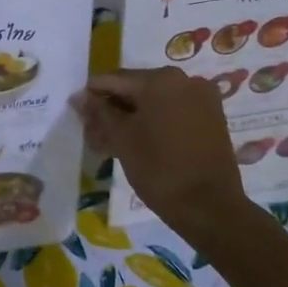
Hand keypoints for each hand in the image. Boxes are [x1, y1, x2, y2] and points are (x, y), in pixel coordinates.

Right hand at [72, 68, 246, 237]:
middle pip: (136, 89)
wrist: (210, 207)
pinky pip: (172, 113)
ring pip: (154, 103)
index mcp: (161, 79)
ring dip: (130, 118)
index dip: (92, 95)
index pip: (115, 79)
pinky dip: (152, 123)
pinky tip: (135, 143)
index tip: (76, 111)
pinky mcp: (211, 119)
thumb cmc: (159, 168)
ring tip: (109, 143)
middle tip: (91, 133)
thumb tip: (80, 97)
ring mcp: (201, 99)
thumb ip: (99, 112)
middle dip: (111, 110)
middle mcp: (184, 80)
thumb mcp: (121, 138)